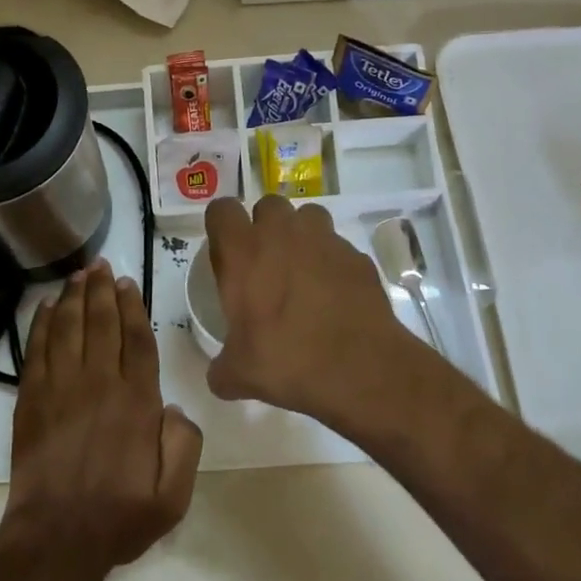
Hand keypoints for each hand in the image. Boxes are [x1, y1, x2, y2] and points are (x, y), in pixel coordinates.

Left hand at [0, 262, 202, 580]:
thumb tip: (173, 408)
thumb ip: (184, 445)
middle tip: (102, 265)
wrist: (56, 538)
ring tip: (79, 274)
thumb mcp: (173, 495)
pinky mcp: (32, 398)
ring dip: (74, 296)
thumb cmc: (118, 517)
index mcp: (136, 402)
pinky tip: (48, 306)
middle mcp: (99, 383)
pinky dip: (43, 323)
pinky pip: (38, 348)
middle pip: (101, 322)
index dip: (133, 307)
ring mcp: (61, 387)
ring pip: (69, 327)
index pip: (138, 340)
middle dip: (102, 290)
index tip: (128, 284)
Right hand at [203, 195, 421, 428]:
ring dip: (301, 235)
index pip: (221, 210)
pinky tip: (334, 295)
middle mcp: (282, 234)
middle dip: (265, 226)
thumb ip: (222, 368)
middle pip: (267, 205)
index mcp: (244, 252)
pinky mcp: (357, 256)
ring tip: (302, 271)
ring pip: (307, 216)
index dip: (222, 227)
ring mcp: (325, 240)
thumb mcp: (239, 374)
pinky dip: (333, 263)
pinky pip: (338, 247)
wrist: (361, 369)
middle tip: (265, 263)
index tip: (226, 253)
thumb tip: (219, 376)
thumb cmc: (287, 361)